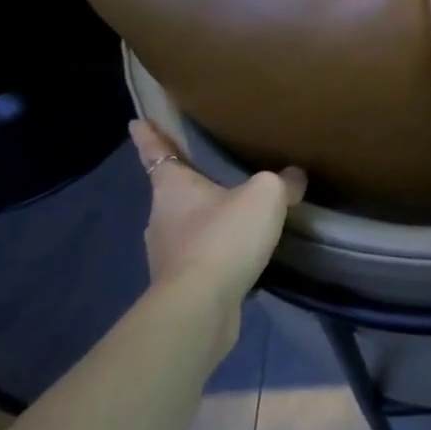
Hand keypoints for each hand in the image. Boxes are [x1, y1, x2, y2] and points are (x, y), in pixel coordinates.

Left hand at [130, 120, 304, 304]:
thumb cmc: (224, 237)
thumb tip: (294, 177)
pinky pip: (200, 257)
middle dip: (189, 184)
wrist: (201, 307)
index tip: (136, 122)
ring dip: (205, 221)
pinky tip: (240, 255)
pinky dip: (215, 252)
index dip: (149, 135)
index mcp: (173, 187)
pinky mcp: (179, 285)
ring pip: (186, 227)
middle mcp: (162, 217)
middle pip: (172, 192)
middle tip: (211, 173)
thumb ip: (282, 182)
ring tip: (235, 217)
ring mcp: (167, 254)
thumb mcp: (265, 196)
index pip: (156, 152)